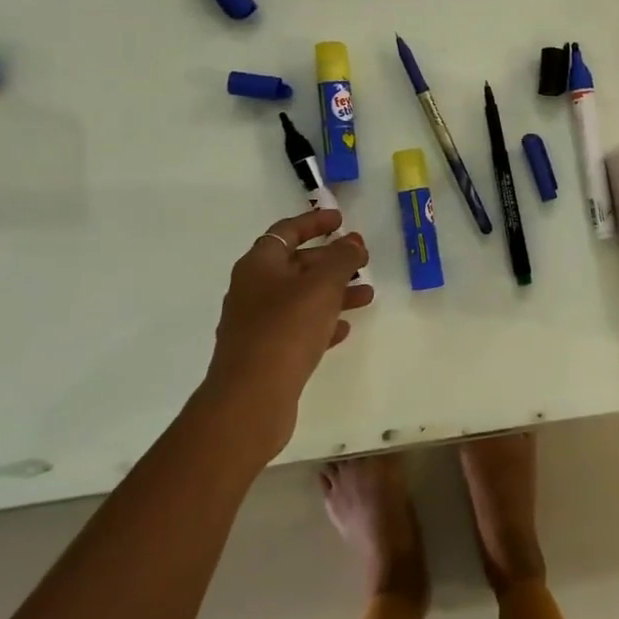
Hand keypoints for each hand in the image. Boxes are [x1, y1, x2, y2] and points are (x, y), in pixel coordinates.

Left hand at [198, 207, 372, 465]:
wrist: (251, 397)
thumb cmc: (286, 329)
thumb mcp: (322, 285)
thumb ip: (342, 259)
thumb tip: (353, 242)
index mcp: (259, 265)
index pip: (287, 231)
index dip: (314, 222)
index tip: (341, 221)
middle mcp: (253, 289)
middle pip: (295, 265)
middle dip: (330, 260)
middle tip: (362, 260)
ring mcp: (256, 323)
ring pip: (300, 298)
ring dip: (333, 293)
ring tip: (367, 296)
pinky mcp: (265, 353)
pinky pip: (298, 328)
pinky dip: (322, 322)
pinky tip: (344, 329)